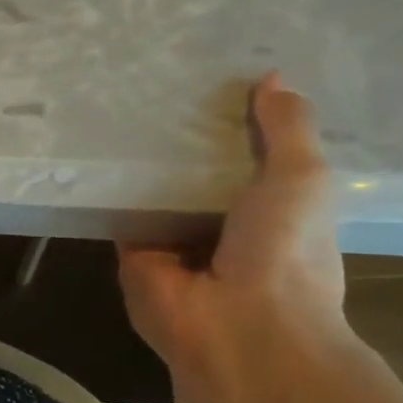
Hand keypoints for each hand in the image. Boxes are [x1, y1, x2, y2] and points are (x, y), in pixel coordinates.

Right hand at [117, 73, 347, 402]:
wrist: (236, 324)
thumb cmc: (286, 249)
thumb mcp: (303, 177)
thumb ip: (287, 129)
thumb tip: (273, 78)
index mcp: (274, 211)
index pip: (252, 160)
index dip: (239, 125)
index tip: (218, 85)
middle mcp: (223, 226)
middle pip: (198, 175)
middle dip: (185, 141)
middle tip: (161, 88)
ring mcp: (176, 243)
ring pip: (157, 194)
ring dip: (145, 163)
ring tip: (123, 108)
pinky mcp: (134, 256)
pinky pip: (123, 215)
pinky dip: (113, 190)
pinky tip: (99, 151)